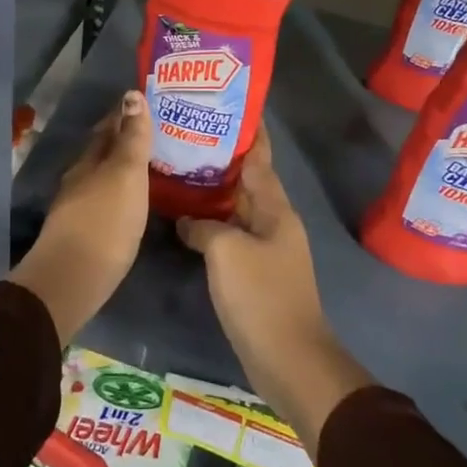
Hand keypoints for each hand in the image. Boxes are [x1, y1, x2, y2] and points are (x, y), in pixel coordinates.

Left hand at [10, 91, 150, 342]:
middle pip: (103, 152)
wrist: (73, 278)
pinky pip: (106, 200)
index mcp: (90, 160)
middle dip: (125, 140)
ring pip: (103, 176)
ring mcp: (79, 207)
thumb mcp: (125, 174)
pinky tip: (134, 200)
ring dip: (123, 168)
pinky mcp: (84, 233)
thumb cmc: (105, 220)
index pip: (109, 128)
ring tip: (150, 165)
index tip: (147, 103)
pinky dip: (121, 192)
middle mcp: (80, 178)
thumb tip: (131, 94)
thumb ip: (132, 138)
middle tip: (155, 133)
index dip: (126, 114)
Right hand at [177, 127, 372, 454]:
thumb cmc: (260, 295)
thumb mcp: (226, 251)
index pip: (259, 158)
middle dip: (221, 159)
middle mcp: (273, 222)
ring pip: (236, 209)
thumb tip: (189, 221)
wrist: (288, 359)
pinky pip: (230, 235)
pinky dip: (210, 223)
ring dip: (213, 192)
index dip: (247, 133)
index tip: (227, 107)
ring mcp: (265, 248)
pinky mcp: (254, 272)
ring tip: (178, 170)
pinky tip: (185, 220)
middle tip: (185, 136)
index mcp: (275, 209)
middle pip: (246, 180)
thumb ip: (204, 226)